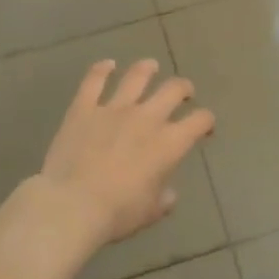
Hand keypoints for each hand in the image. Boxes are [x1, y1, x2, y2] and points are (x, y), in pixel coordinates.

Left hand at [35, 59, 215, 244]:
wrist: (72, 205)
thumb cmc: (117, 213)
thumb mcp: (149, 213)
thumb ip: (163, 199)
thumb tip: (169, 194)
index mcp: (168, 143)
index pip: (199, 121)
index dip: (206, 121)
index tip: (205, 126)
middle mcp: (146, 118)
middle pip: (173, 90)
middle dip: (183, 88)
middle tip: (184, 92)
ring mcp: (114, 109)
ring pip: (137, 77)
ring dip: (147, 69)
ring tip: (151, 66)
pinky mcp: (84, 109)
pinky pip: (94, 81)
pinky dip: (101, 70)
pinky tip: (107, 65)